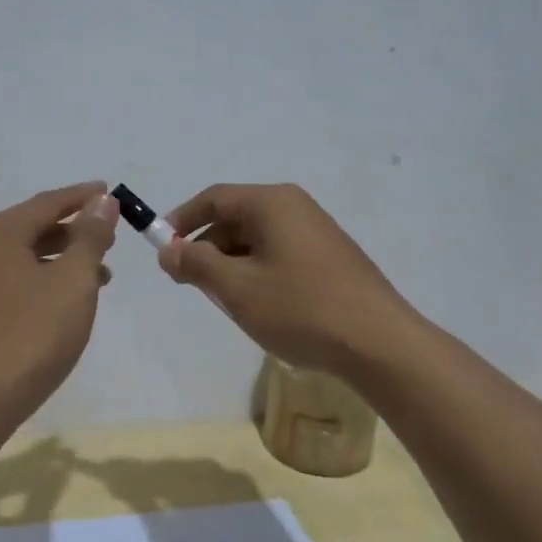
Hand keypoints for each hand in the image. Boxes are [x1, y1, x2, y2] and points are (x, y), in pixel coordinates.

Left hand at [0, 181, 119, 417]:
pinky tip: (64, 299)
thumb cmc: (34, 331)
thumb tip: (102, 202)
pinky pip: (10, 280)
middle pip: (31, 227)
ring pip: (21, 256)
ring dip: (61, 259)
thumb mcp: (74, 279)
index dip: (83, 197)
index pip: (47, 203)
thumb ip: (90, 236)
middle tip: (110, 238)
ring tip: (99, 274)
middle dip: (74, 231)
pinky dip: (40, 279)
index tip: (111, 192)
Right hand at [157, 183, 417, 379]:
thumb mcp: (237, 289)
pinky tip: (259, 305)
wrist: (379, 343)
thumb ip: (197, 264)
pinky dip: (258, 272)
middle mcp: (296, 207)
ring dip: (232, 264)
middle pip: (237, 218)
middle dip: (207, 247)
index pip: (214, 198)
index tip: (161, 248)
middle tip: (188, 282)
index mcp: (272, 203)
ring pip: (258, 239)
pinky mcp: (331, 257)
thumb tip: (169, 249)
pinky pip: (280, 254)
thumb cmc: (300, 309)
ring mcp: (317, 232)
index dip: (182, 220)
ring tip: (223, 300)